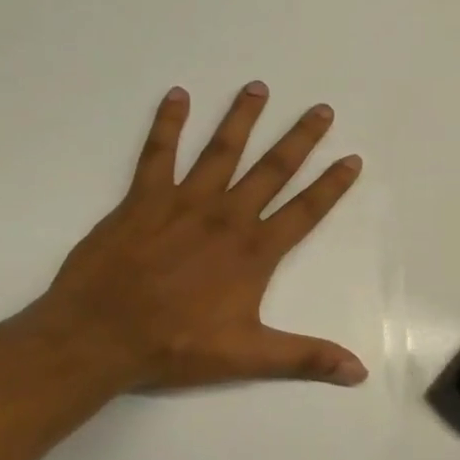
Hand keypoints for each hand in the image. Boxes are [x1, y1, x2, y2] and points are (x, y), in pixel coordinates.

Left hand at [38, 82, 366, 392]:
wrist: (100, 336)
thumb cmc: (177, 346)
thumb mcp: (249, 356)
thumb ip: (306, 358)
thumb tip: (359, 372)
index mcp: (254, 252)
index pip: (305, 211)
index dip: (331, 185)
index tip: (351, 158)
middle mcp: (226, 218)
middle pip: (271, 171)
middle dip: (299, 140)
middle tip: (321, 109)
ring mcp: (183, 203)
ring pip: (220, 151)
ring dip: (242, 119)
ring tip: (258, 87)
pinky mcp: (142, 200)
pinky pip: (158, 154)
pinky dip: (167, 123)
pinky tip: (177, 96)